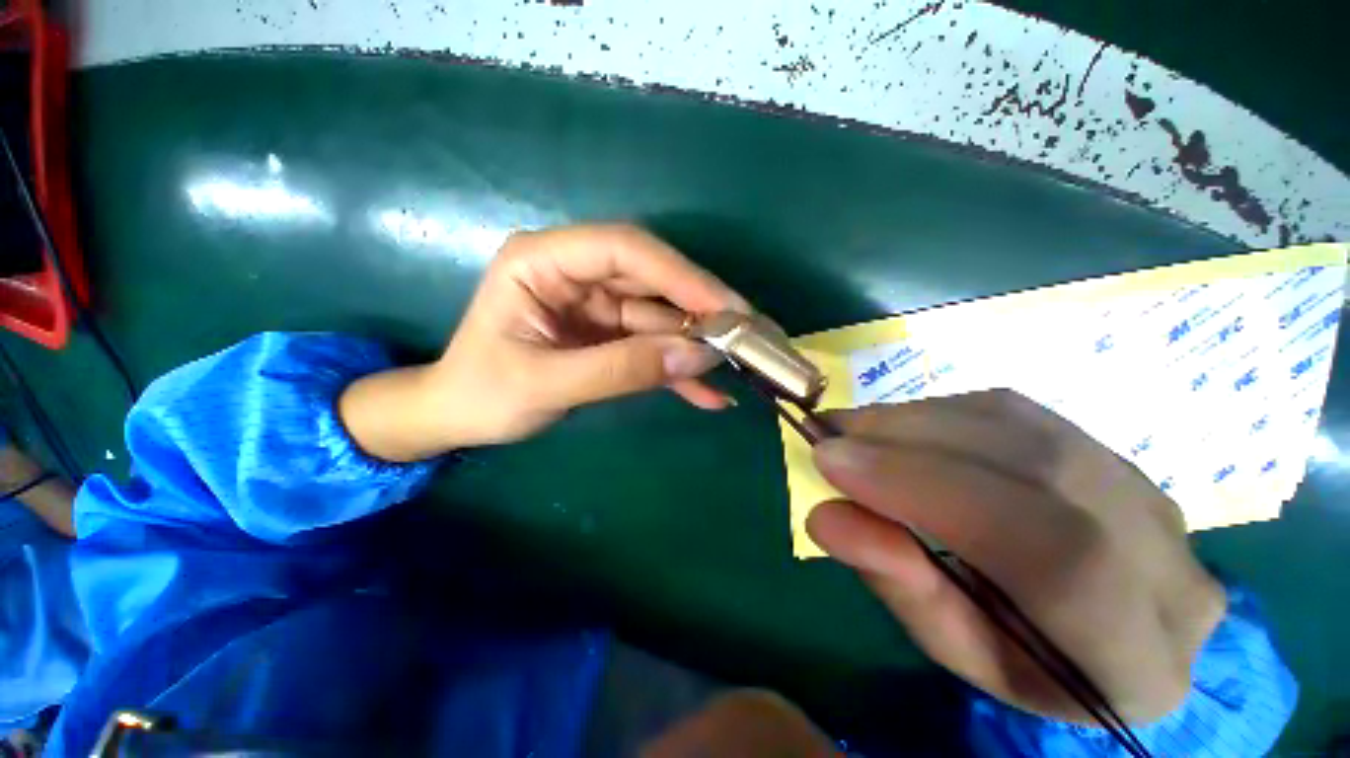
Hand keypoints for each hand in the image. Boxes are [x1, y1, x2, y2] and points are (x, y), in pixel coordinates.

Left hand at [340, 224, 746, 460]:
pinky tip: (710, 395)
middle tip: (751, 335)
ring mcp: (597, 305)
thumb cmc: (482, 394)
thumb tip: (697, 357)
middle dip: (703, 310)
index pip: (625, 249)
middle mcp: (577, 273)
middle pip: (654, 281)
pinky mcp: (609, 335)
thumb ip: (621, 369)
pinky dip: (679, 371)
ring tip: (745, 365)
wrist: (458, 417)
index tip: (726, 308)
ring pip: (661, 316)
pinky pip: (651, 346)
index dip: (681, 275)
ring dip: (699, 344)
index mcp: (544, 261)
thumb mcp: (546, 384)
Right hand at [806, 391, 1226, 723]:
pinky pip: (1018, 413)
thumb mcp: (951, 646)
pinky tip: (898, 427)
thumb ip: (897, 583)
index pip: (1054, 556)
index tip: (833, 462)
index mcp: (1139, 663)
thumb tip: (824, 516)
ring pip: (1023, 429)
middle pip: (1040, 471)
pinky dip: (940, 412)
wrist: (1099, 632)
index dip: (929, 491)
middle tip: (829, 437)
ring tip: (853, 430)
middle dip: (910, 445)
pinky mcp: (1113, 455)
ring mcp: (1150, 498)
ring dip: (917, 421)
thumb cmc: (1019, 661)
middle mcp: (1171, 570)